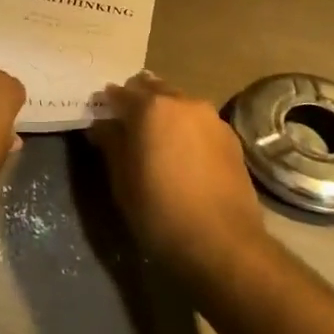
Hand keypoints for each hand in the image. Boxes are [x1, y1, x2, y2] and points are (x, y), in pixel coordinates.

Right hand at [87, 72, 266, 283]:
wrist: (223, 244)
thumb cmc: (160, 211)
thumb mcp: (122, 180)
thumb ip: (111, 143)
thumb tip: (103, 125)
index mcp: (151, 107)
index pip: (120, 92)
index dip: (108, 104)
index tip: (101, 118)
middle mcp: (183, 102)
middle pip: (154, 89)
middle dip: (139, 102)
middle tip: (129, 128)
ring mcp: (212, 118)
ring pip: (180, 104)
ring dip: (166, 115)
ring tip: (159, 142)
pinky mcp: (231, 138)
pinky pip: (200, 123)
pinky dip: (187, 130)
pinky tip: (185, 156)